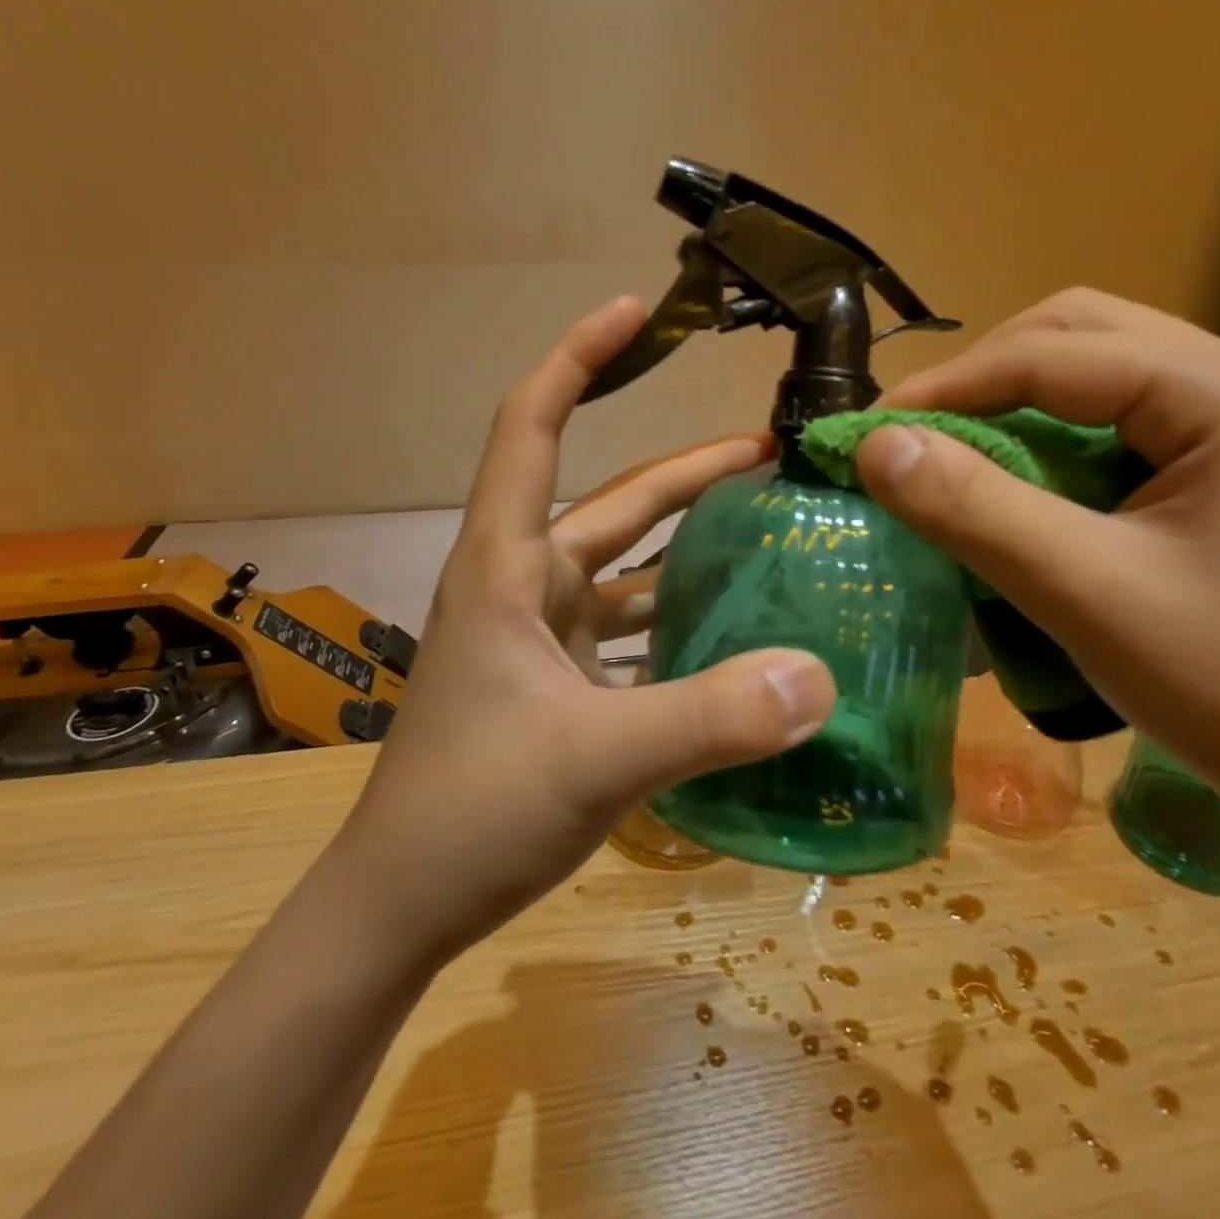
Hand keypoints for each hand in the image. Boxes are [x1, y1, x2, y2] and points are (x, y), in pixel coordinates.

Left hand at [336, 297, 835, 964]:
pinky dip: (677, 622)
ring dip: (689, 547)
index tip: (632, 311)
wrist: (400, 906)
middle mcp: (524, 585)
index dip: (577, 359)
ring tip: (770, 533)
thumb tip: (819, 677)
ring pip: (627, 570)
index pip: (531, 427)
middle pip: (613, 504)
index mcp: (507, 566)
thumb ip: (706, 718)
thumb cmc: (471, 812)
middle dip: (688, 473)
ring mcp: (542, 637)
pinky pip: (630, 632)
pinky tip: (735, 633)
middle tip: (772, 454)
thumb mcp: (594, 759)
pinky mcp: (558, 685)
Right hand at [853, 288, 1219, 859]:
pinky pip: (1124, 424)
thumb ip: (973, 509)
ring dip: (1016, 413)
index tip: (861, 437)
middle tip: (910, 445)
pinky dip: (1057, 447)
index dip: (941, 390)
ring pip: (1098, 379)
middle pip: (1076, 340)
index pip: (1047, 354)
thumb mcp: (1087, 594)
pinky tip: (1027, 494)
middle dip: (980, 384)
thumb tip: (874, 445)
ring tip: (954, 465)